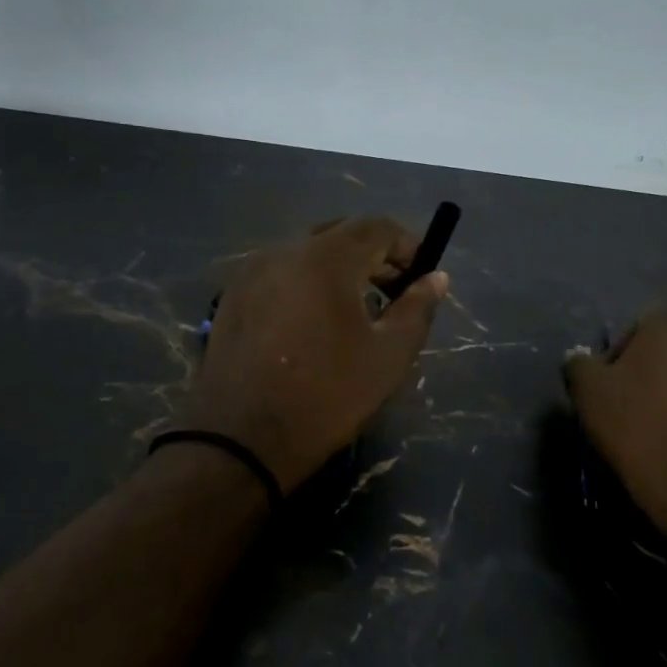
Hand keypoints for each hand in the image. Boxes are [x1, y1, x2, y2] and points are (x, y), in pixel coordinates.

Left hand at [179, 217, 447, 490]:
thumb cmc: (326, 396)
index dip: (407, 245)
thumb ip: (417, 309)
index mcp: (324, 258)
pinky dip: (304, 285)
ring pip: (305, 254)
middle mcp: (282, 251)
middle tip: (394, 294)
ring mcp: (249, 273)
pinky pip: (278, 275)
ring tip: (354, 313)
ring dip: (337, 271)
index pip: (376, 227)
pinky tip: (312, 325)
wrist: (241, 439)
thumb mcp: (388, 357)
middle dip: (373, 257)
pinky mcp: (231, 298)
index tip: (422, 277)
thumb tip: (436, 278)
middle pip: (338, 235)